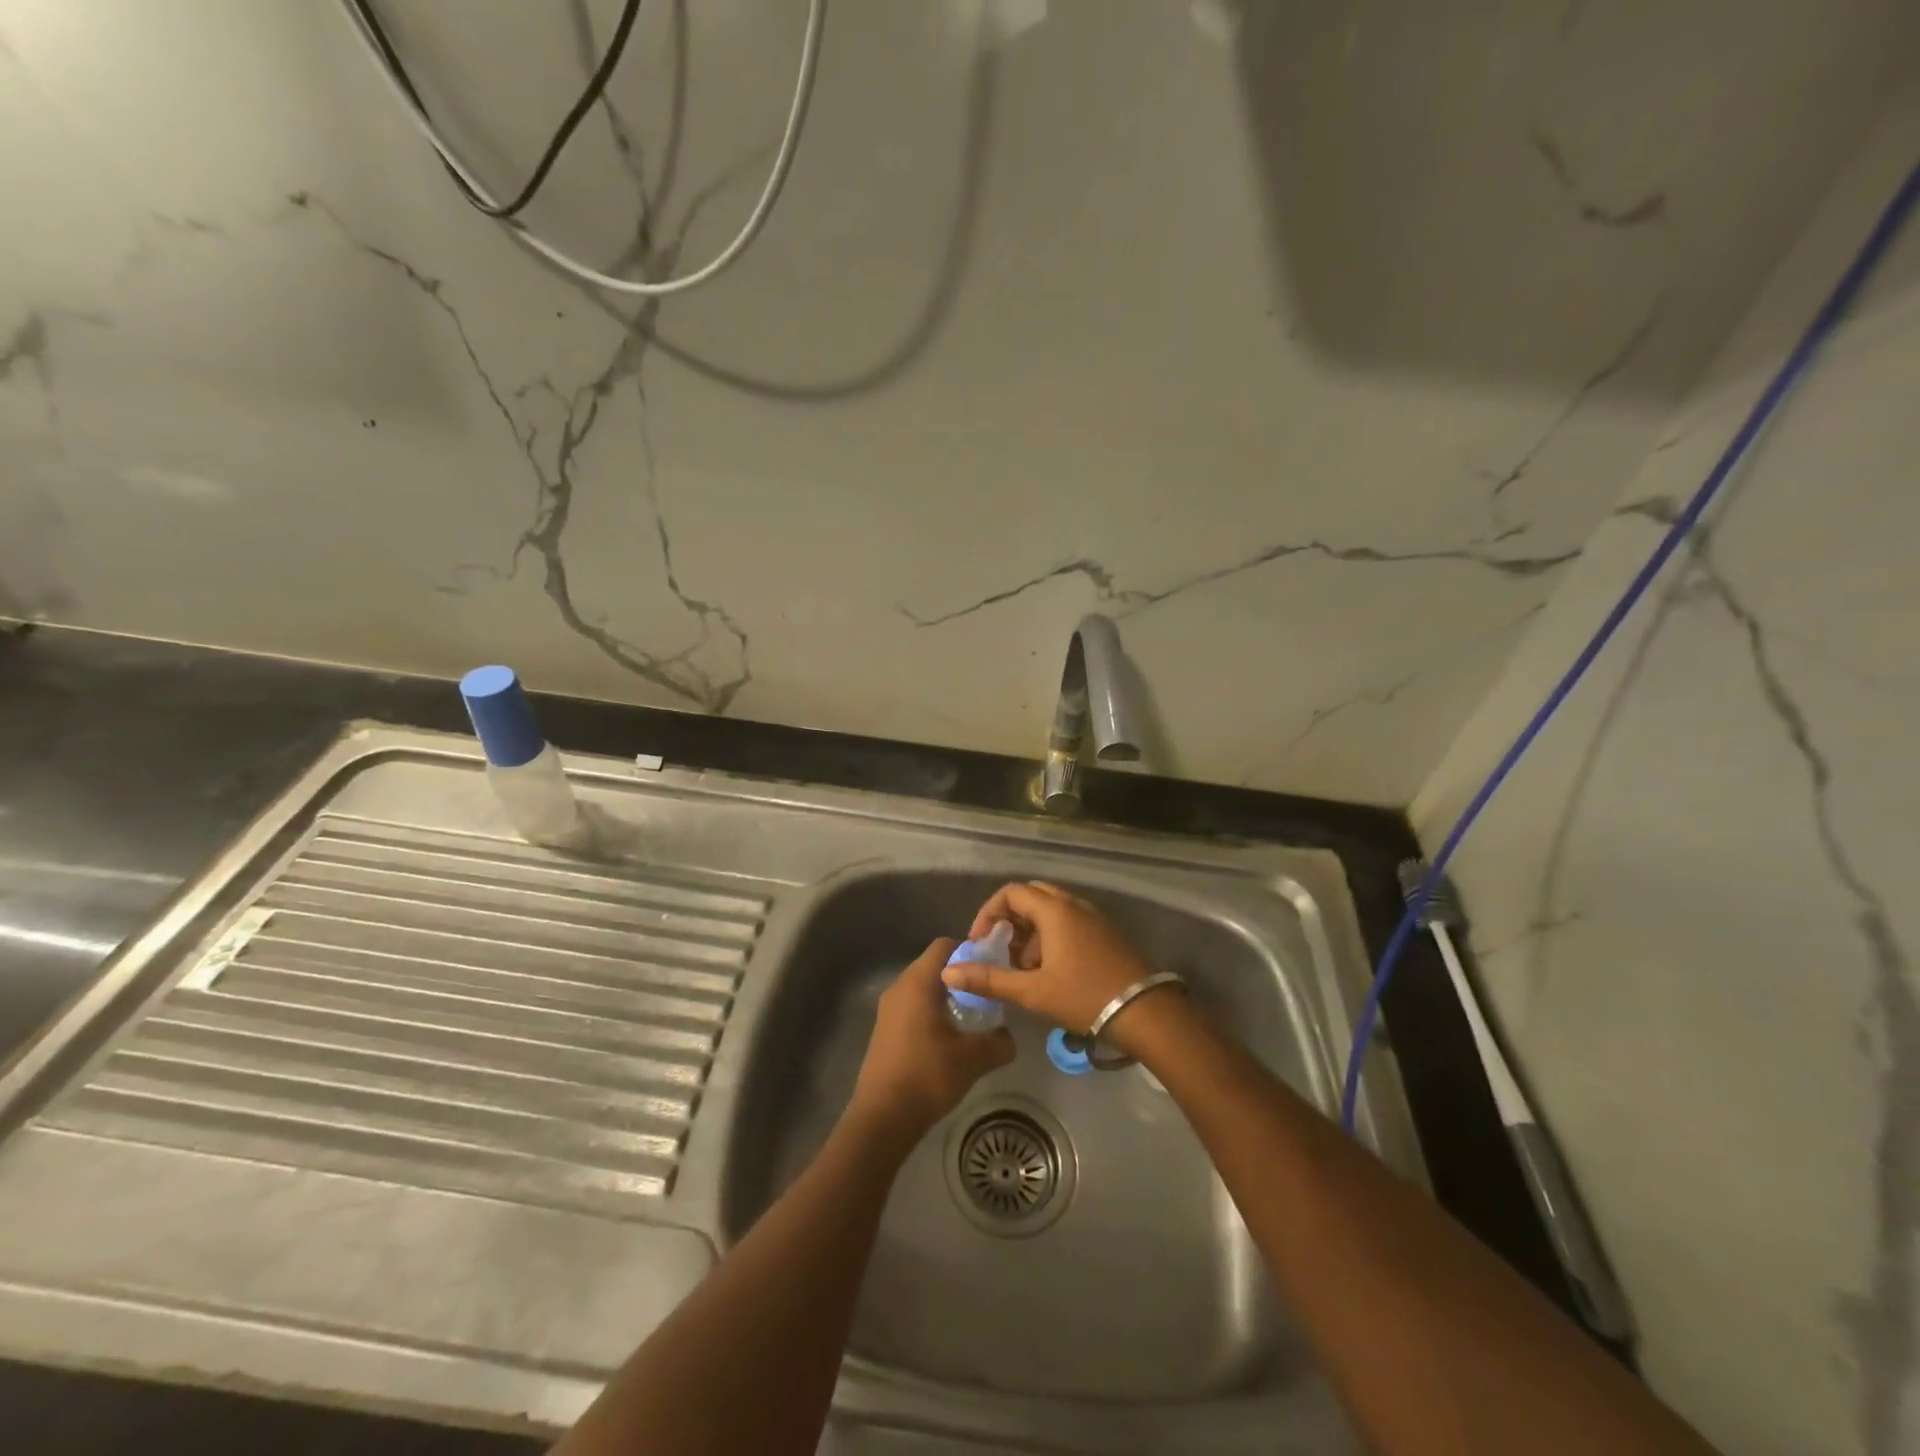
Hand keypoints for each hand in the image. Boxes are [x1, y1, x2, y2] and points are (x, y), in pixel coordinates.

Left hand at [849, 938, 1014, 1146]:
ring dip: (946, 998)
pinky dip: (931, 1015)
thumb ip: (998, 1042)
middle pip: (934, 966)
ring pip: (923, 989)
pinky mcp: (884, 1030)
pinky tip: (948, 1041)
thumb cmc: (927, 1075)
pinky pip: (913, 1008)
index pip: (945, 945)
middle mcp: (899, 987)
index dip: (970, 951)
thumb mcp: (973, 1059)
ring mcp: (888, 1009)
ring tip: (972, 1020)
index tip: (991, 970)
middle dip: (962, 977)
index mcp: (918, 982)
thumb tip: (1009, 1037)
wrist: (882, 1117)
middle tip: (987, 996)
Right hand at [946, 882, 1161, 1043]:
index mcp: (1055, 910)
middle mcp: (1074, 905)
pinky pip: (1069, 923)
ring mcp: (1094, 917)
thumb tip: (949, 972)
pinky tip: (1050, 972)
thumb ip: (989, 979)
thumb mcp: (1032, 991)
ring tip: (1023, 970)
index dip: (989, 913)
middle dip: (1010, 921)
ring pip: (1052, 911)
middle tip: (1000, 950)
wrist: (1146, 1012)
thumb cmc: (1084, 996)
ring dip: (1031, 933)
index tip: (981, 942)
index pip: (1011, 892)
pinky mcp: (1106, 933)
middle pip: (1032, 897)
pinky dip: (1051, 938)